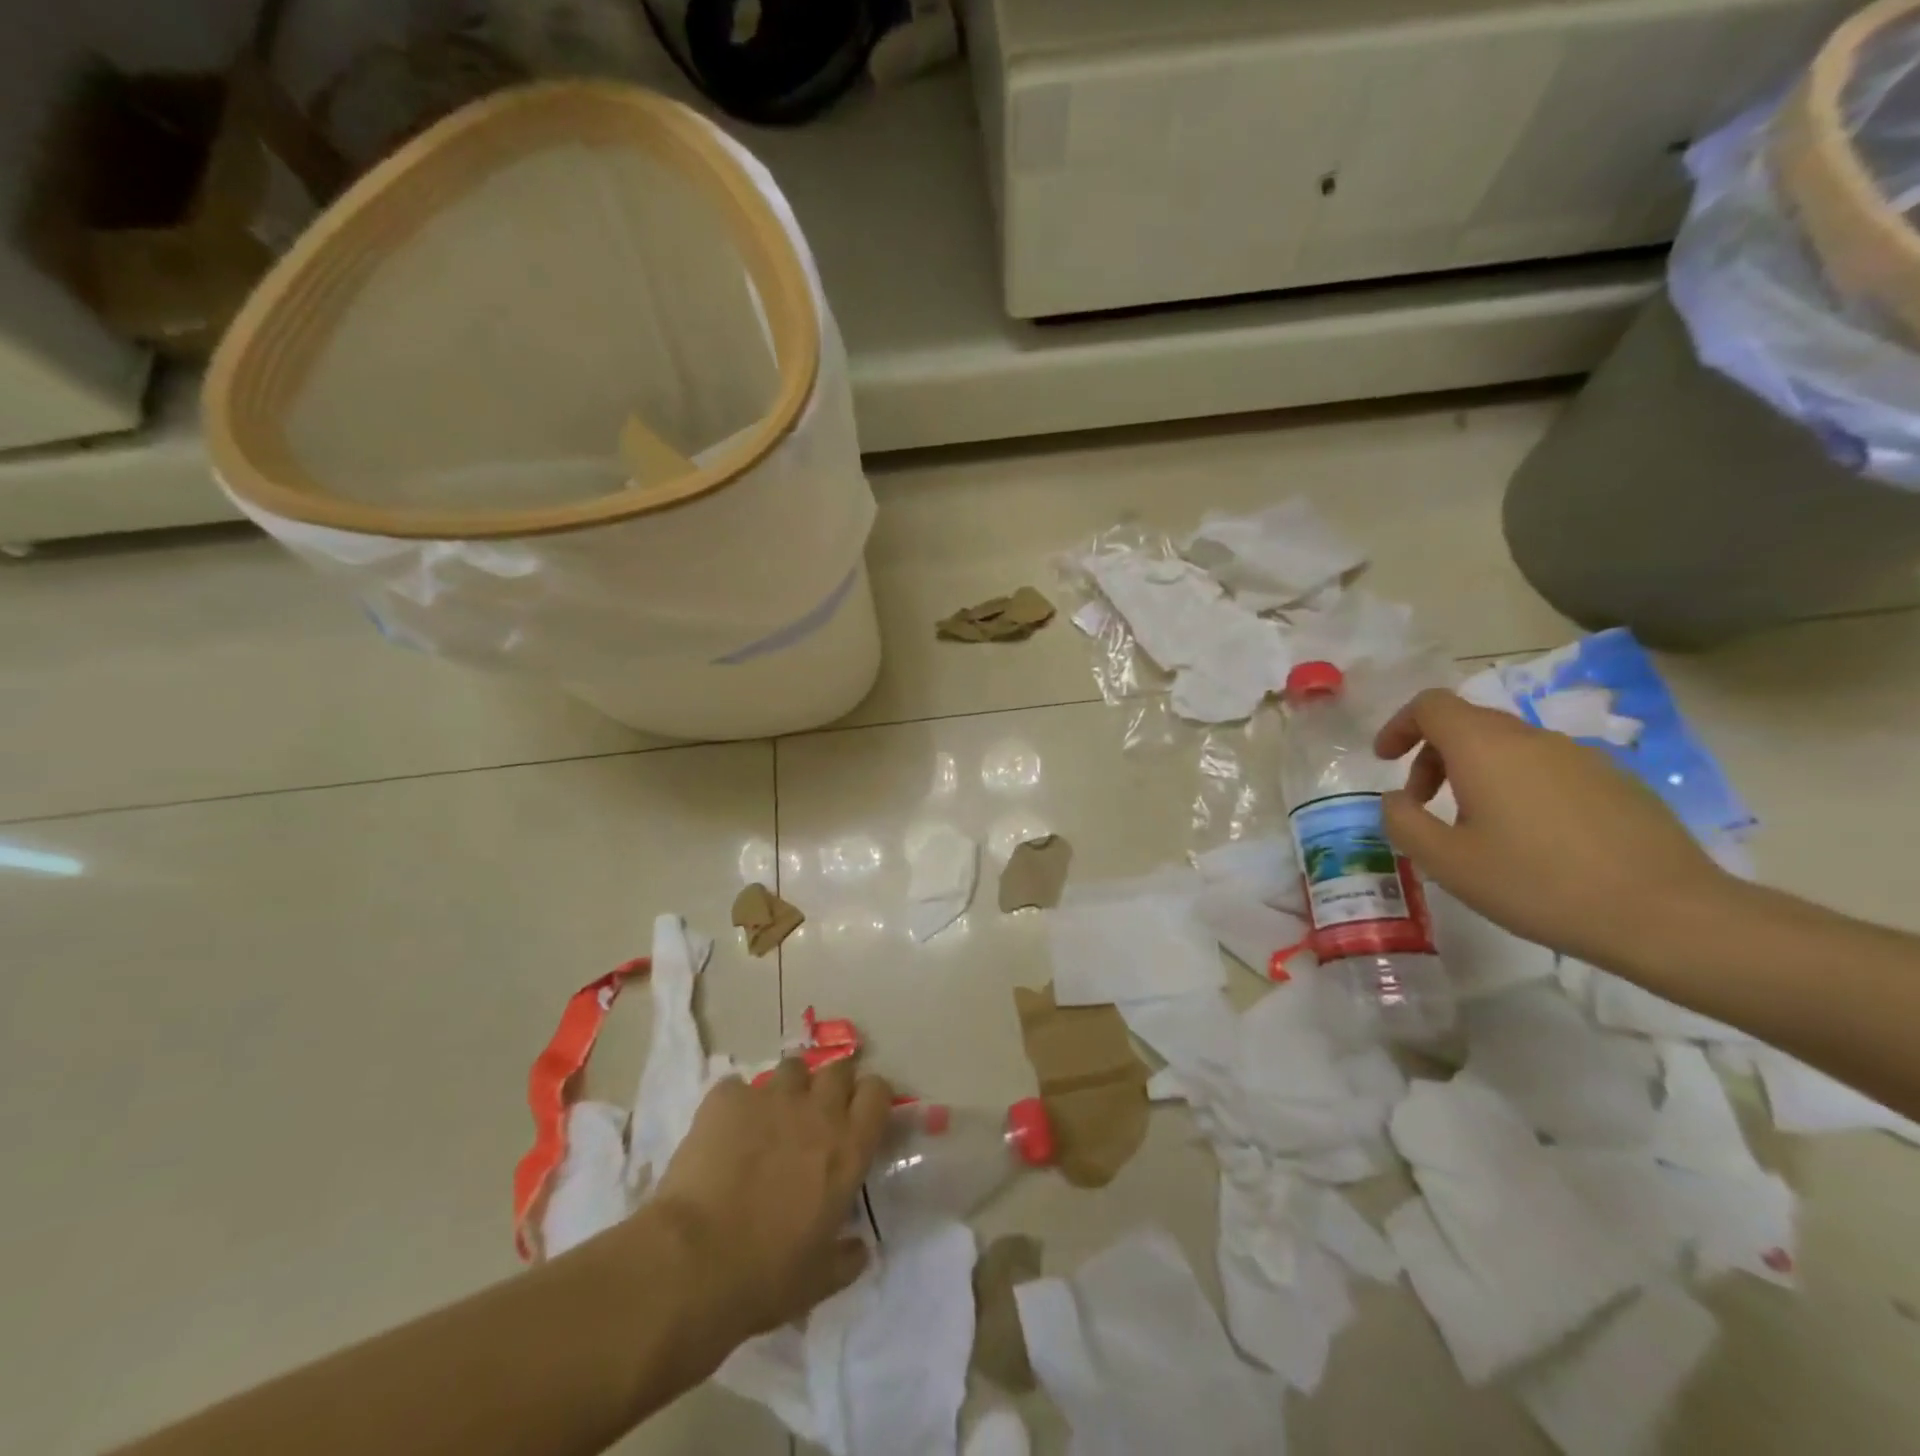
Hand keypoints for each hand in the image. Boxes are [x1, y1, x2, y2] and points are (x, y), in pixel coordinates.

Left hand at [648, 1059, 891, 1348]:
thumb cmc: (766, 1275)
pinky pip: (738, 1086)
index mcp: (848, 1148)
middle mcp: (817, 1110)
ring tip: (770, 1117)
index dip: (870, 1099)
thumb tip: (860, 1249)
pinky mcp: (727, 1098)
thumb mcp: (818, 1280)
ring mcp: (771, 1098)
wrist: (694, 1261)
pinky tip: (723, 1130)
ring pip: (792, 1069)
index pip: (877, 1093)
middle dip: (831, 1085)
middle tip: (816, 1114)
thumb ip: (846, 1258)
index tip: (859, 1116)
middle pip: (838, 1069)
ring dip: (788, 1088)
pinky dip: (735, 1103)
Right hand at [1374, 689, 1733, 967]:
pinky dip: (1517, 787)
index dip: (1399, 725)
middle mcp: (1533, 738)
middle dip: (1432, 756)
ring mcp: (1582, 757)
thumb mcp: (1446, 861)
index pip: (1431, 705)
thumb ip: (1403, 821)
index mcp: (1486, 748)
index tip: (1384, 760)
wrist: (1669, 916)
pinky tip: (1530, 839)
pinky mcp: (1618, 781)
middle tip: (1422, 803)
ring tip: (1475, 827)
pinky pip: (1547, 768)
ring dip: (1474, 773)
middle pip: (1467, 723)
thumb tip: (1395, 799)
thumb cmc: (1538, 884)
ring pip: (1508, 747)